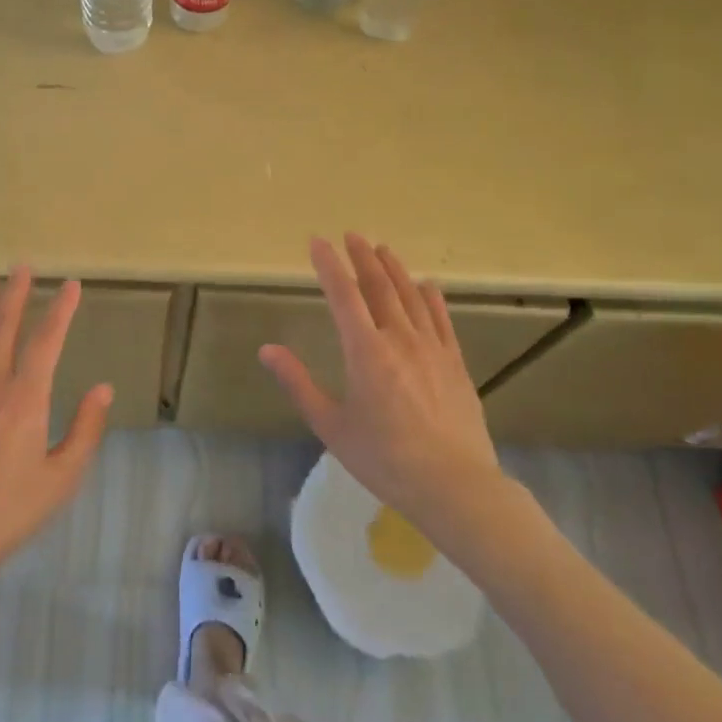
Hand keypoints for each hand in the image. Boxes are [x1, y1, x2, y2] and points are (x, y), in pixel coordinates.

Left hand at [0, 269, 111, 586]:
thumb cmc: (10, 510)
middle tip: (21, 266)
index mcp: (25, 399)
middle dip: (15, 295)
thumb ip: (85, 429)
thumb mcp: (62, 477)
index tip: (71, 285)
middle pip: (3, 329)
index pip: (46, 342)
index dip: (60, 311)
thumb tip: (103, 388)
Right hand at [261, 234, 513, 537]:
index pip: (343, 295)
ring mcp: (432, 348)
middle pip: (379, 286)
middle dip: (362, 257)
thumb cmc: (385, 459)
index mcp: (365, 351)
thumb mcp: (331, 426)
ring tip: (382, 249)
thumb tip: (266, 350)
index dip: (329, 265)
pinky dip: (432, 297)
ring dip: (394, 269)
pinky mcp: (455, 363)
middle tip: (352, 235)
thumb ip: (298, 383)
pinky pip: (442, 319)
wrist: (455, 486)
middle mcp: (399, 338)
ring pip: (411, 296)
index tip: (317, 241)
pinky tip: (428, 285)